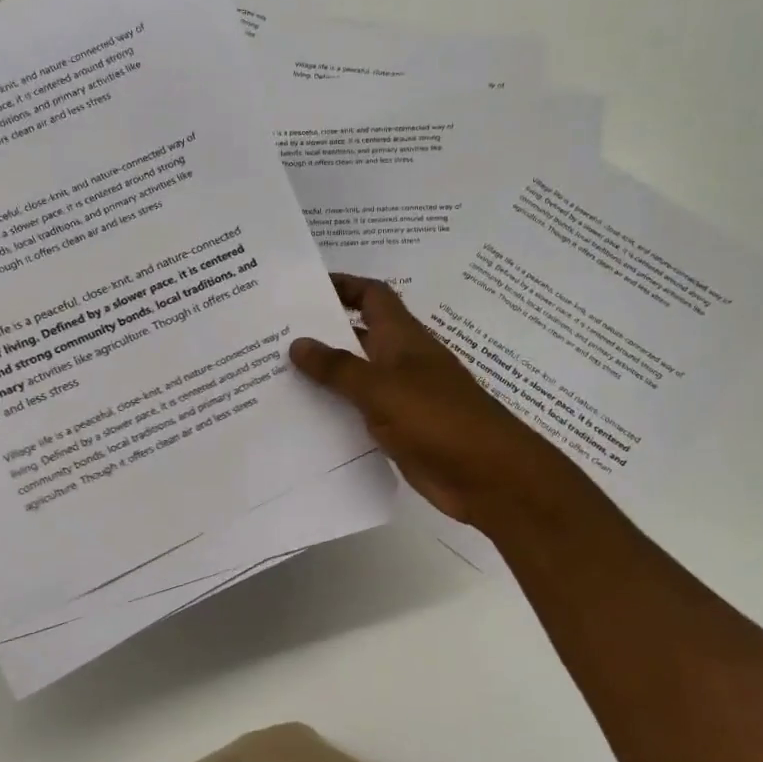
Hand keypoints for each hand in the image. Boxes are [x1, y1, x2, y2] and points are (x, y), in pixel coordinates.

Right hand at [289, 275, 591, 530]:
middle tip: (274, 334)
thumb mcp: (380, 388)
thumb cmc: (437, 419)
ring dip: (325, 374)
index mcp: (402, 338)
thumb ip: (338, 367)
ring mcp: (402, 397)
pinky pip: (361, 412)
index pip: (372, 296)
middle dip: (322, 331)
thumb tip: (297, 342)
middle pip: (359, 334)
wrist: (488, 476)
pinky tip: (303, 419)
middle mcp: (402, 361)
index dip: (343, 285)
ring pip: (357, 376)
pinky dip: (336, 410)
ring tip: (276, 375)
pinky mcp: (400, 430)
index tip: (305, 288)